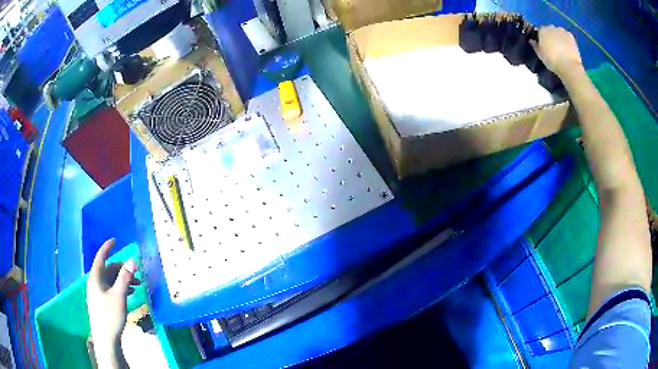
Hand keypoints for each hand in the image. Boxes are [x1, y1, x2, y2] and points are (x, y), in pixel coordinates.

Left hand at [87, 239, 138, 367]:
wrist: (106, 338)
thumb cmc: (110, 315)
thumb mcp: (119, 295)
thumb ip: (125, 277)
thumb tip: (132, 260)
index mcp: (96, 278)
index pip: (101, 257)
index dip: (107, 248)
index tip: (115, 240)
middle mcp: (95, 282)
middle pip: (108, 270)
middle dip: (122, 269)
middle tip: (136, 272)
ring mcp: (97, 293)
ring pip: (110, 280)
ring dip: (123, 280)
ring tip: (137, 285)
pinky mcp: (101, 302)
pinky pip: (110, 289)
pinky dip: (120, 288)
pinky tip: (130, 294)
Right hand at [530, 26, 582, 76]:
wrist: (568, 66)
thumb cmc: (552, 61)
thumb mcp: (540, 55)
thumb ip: (535, 46)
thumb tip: (531, 41)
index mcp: (542, 30)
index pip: (539, 31)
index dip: (541, 38)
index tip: (544, 46)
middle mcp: (551, 27)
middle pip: (549, 30)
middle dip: (550, 36)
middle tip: (553, 47)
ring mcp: (562, 31)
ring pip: (558, 32)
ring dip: (559, 37)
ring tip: (561, 48)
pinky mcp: (571, 36)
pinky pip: (567, 36)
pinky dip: (566, 40)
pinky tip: (567, 47)